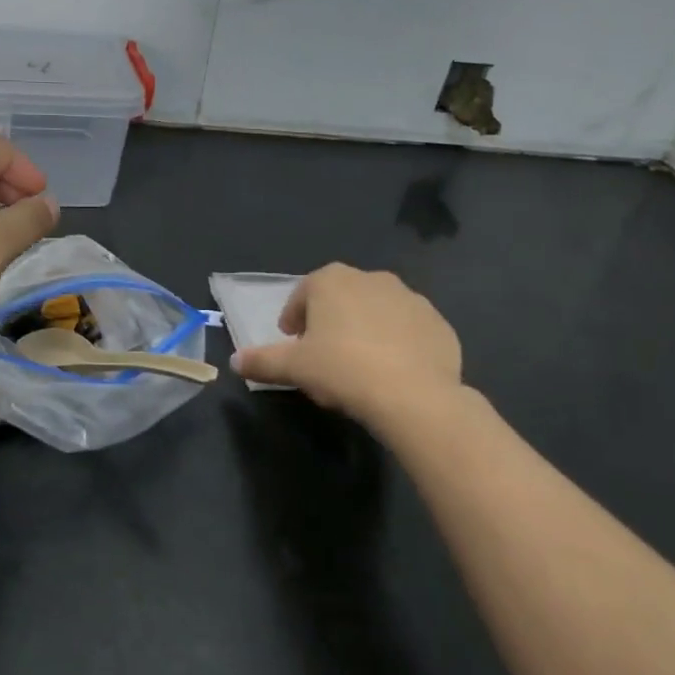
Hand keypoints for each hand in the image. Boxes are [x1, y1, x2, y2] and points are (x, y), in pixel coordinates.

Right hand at [232, 264, 463, 428]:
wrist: (413, 395)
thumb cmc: (342, 370)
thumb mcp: (293, 368)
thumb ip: (262, 361)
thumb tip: (235, 360)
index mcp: (332, 281)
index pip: (304, 293)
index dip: (294, 317)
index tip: (292, 341)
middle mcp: (372, 279)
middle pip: (342, 297)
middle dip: (330, 320)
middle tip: (323, 353)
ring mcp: (411, 299)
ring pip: (377, 311)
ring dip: (365, 329)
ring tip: (359, 364)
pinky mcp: (439, 324)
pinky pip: (409, 330)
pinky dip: (398, 344)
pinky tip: (392, 372)